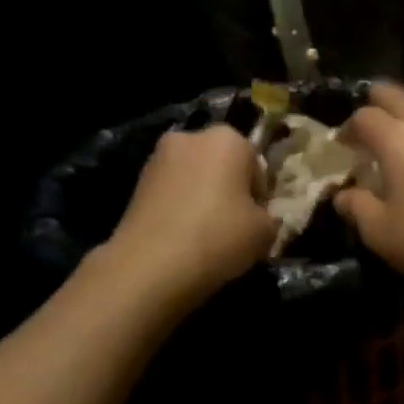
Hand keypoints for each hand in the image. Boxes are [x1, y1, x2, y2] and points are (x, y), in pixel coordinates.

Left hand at [105, 125, 273, 311]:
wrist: (151, 265)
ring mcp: (158, 158)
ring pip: (194, 177)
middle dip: (229, 188)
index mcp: (228, 139)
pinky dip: (179, 208)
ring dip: (202, 197)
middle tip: (234, 225)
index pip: (256, 164)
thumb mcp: (265, 231)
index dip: (260, 194)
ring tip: (206, 235)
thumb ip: (267, 216)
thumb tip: (256, 217)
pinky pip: (171, 192)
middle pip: (221, 164)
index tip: (257, 219)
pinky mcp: (136, 183)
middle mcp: (191, 138)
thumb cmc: (219, 237)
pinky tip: (182, 237)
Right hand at [334, 83, 403, 297]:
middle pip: (396, 97)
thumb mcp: (380, 231)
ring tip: (394, 145)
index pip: (363, 117)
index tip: (340, 148)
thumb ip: (357, 207)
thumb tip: (343, 195)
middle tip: (364, 126)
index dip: (347, 130)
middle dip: (376, 104)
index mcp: (397, 139)